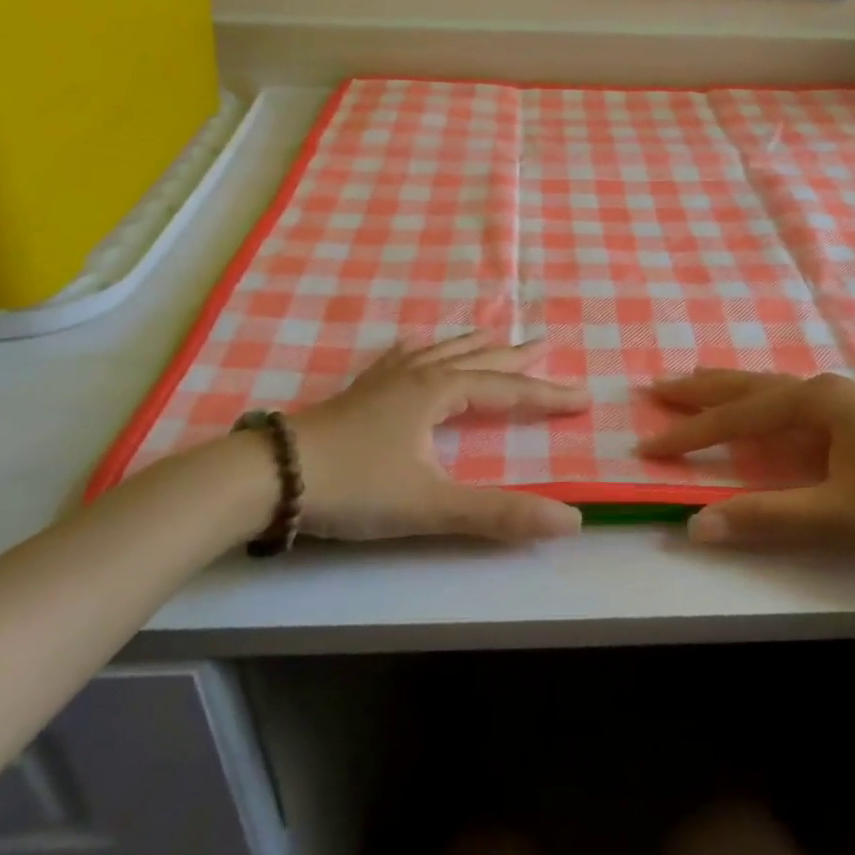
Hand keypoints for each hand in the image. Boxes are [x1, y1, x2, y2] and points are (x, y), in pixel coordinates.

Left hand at [287, 334, 589, 543]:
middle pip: (478, 358)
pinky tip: (416, 345)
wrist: (271, 476)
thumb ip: (499, 514)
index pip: (508, 389)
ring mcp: (384, 379)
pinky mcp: (360, 391)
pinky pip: (401, 357)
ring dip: (473, 343)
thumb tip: (570, 520)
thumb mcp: (431, 505)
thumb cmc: (356, 485)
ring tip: (494, 333)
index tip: (583, 397)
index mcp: (439, 392)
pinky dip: (421, 349)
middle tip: (546, 341)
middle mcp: (417, 375)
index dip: (547, 394)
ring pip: (440, 351)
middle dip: (515, 354)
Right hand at [640, 371, 854, 555]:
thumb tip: (696, 525)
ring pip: (771, 390)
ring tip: (695, 385)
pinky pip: (791, 403)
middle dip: (700, 390)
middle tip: (655, 386)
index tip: (647, 443)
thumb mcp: (840, 514)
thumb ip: (768, 517)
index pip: (736, 417)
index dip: (689, 433)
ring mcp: (845, 399)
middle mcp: (824, 389)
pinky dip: (759, 404)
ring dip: (729, 391)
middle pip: (748, 386)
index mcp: (815, 402)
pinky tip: (761, 412)